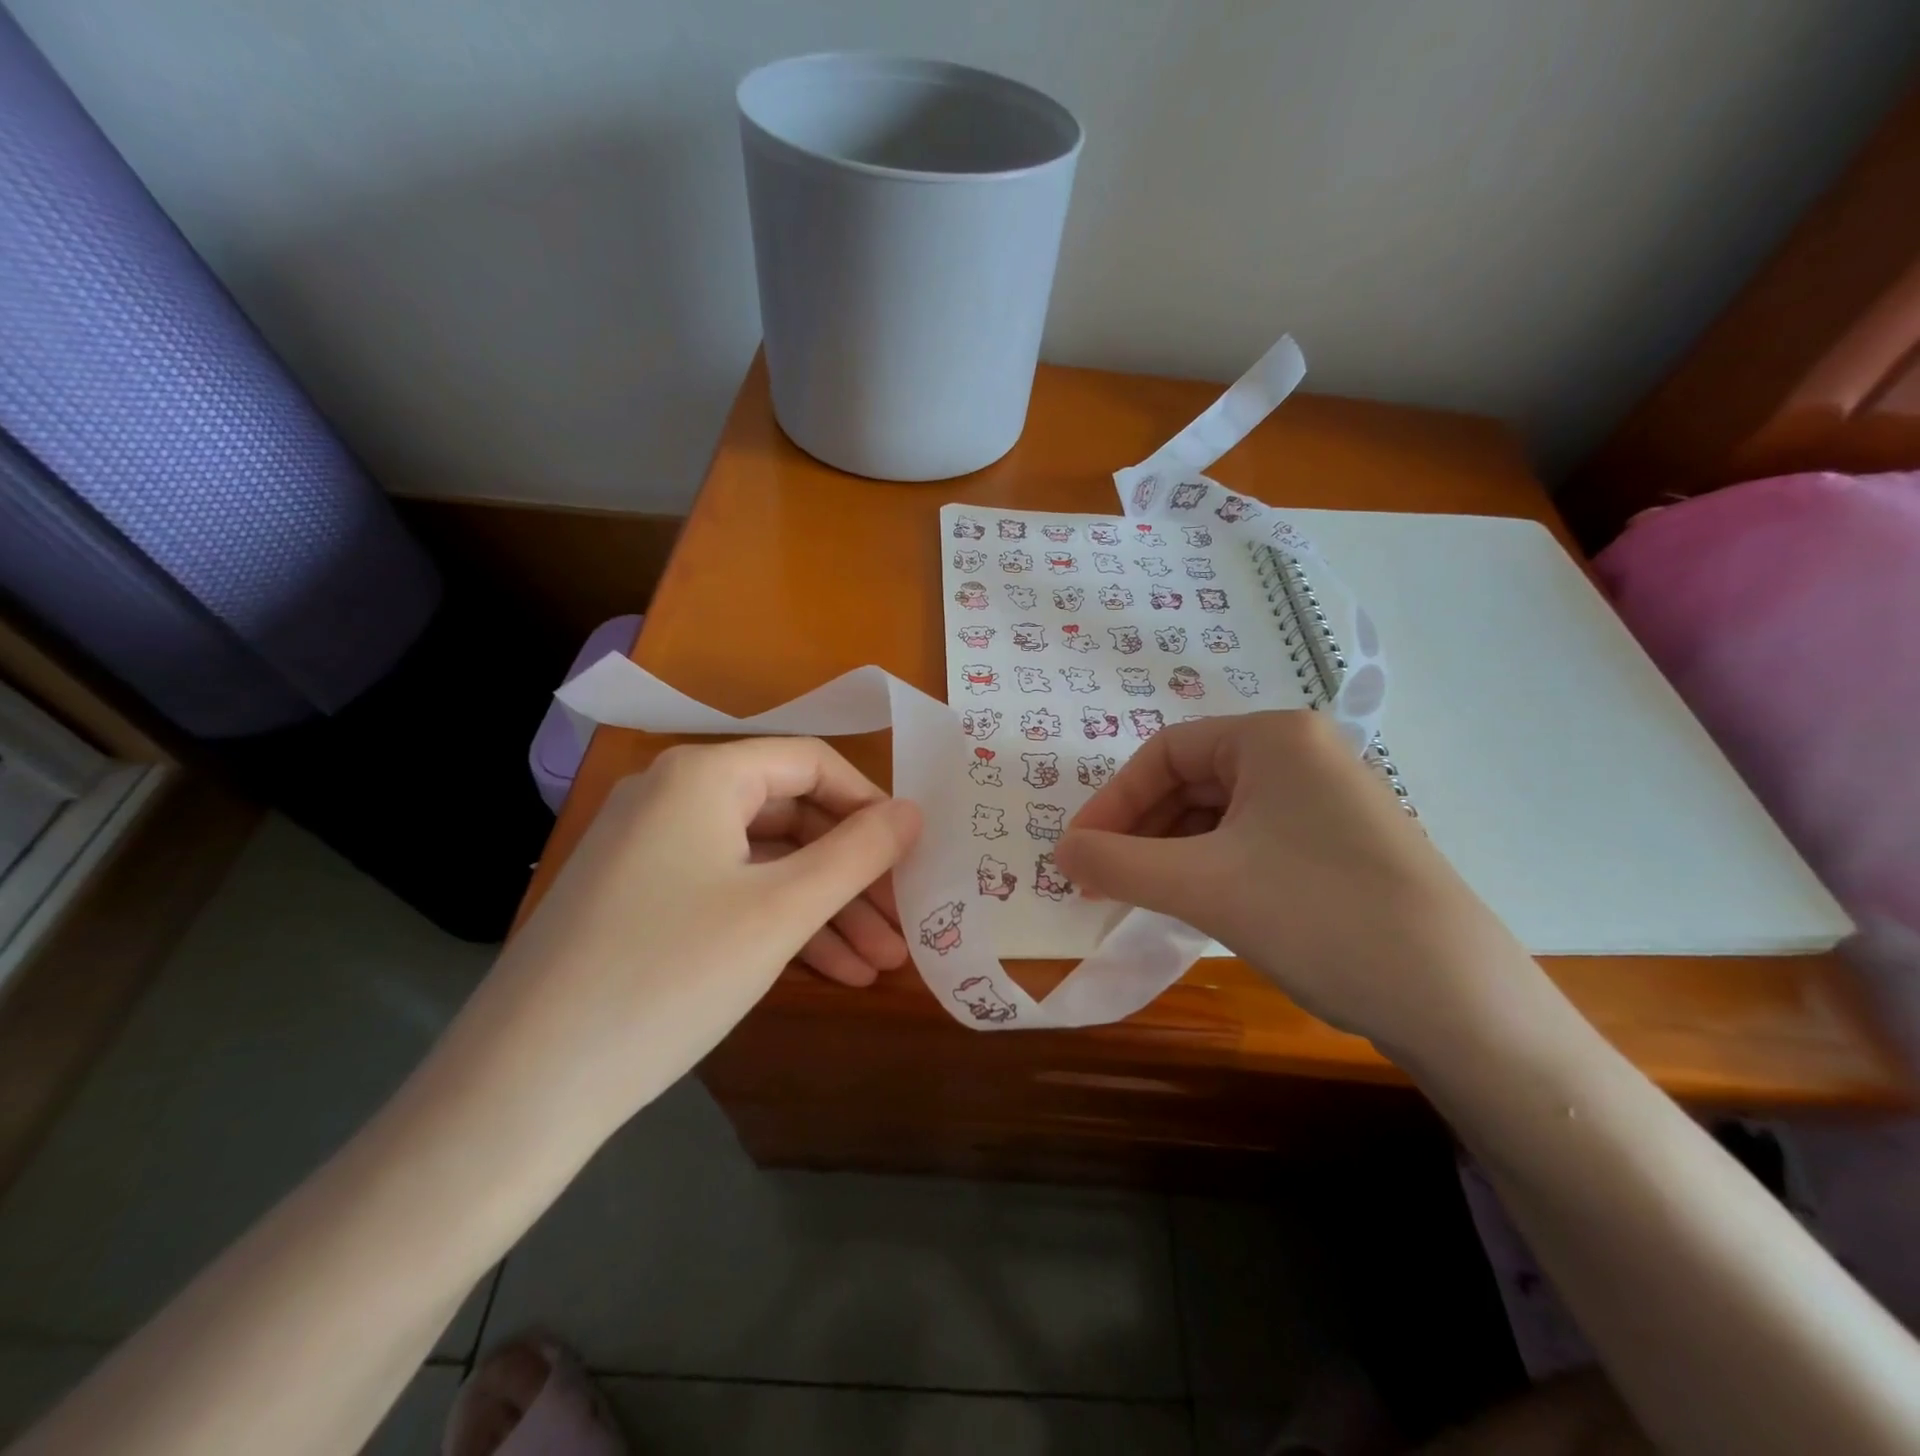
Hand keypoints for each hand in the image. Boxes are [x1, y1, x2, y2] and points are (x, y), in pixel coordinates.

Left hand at [449, 738, 921, 1141]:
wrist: (520, 1090)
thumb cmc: (669, 976)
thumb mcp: (781, 911)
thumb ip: (858, 854)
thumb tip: (912, 813)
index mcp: (703, 776)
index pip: (812, 764)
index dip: (870, 805)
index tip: (912, 856)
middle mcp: (673, 798)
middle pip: (791, 817)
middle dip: (853, 874)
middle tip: (902, 927)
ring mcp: (651, 852)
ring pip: (764, 864)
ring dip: (825, 910)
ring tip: (881, 965)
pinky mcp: (640, 903)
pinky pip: (729, 895)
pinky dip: (779, 926)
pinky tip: (830, 973)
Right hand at [1054, 712, 1536, 1058]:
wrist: (1456, 1000)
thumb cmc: (1317, 915)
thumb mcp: (1201, 885)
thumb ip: (1117, 862)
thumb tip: (1059, 852)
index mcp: (1272, 737)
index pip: (1164, 752)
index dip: (1112, 801)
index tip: (1078, 852)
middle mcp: (1302, 755)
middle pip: (1191, 781)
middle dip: (1140, 831)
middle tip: (1102, 881)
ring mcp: (1326, 801)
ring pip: (1220, 816)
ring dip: (1171, 853)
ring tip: (1140, 897)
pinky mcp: (1339, 845)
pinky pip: (1251, 842)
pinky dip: (1211, 868)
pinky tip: (1194, 904)